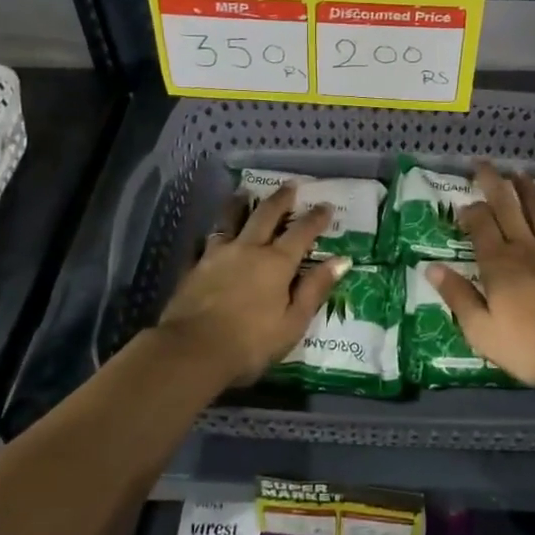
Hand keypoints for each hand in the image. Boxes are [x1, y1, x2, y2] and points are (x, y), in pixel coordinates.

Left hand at [155, 186, 348, 386]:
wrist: (192, 351)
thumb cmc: (250, 343)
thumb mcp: (293, 322)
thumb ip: (315, 288)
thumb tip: (342, 260)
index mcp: (277, 263)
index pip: (302, 232)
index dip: (316, 218)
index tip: (326, 205)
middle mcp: (248, 249)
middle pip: (266, 215)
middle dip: (281, 199)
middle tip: (290, 184)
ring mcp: (218, 254)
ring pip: (231, 220)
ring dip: (240, 204)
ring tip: (245, 191)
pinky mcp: (195, 266)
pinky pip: (204, 242)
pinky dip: (211, 234)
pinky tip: (208, 233)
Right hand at [426, 164, 534, 393]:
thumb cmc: (529, 346)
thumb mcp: (482, 330)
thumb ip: (457, 296)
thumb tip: (431, 267)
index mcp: (498, 263)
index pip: (480, 225)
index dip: (470, 211)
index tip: (462, 206)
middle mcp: (525, 248)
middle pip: (507, 207)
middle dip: (493, 184)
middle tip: (484, 164)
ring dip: (528, 191)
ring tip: (520, 173)